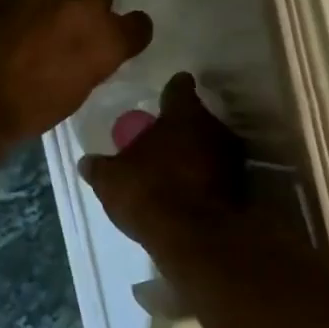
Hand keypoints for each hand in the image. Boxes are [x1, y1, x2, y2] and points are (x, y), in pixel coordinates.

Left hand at [0, 0, 151, 147]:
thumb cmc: (28, 112)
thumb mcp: (76, 93)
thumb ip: (91, 62)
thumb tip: (88, 52)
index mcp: (105, 38)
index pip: (139, 24)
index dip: (127, 32)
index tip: (117, 39)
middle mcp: (79, 7)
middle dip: (88, 8)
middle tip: (70, 30)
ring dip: (50, 7)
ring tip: (31, 31)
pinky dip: (19, 11)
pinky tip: (4, 31)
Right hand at [79, 73, 247, 245]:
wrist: (197, 240)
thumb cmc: (150, 193)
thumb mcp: (110, 180)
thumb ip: (99, 167)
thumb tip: (87, 162)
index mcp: (183, 114)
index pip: (179, 87)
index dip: (171, 89)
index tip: (166, 92)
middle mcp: (214, 128)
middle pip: (198, 118)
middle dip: (182, 127)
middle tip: (162, 138)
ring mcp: (233, 160)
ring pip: (211, 147)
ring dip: (196, 155)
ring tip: (173, 168)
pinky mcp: (241, 190)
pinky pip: (218, 176)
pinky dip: (205, 180)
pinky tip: (186, 193)